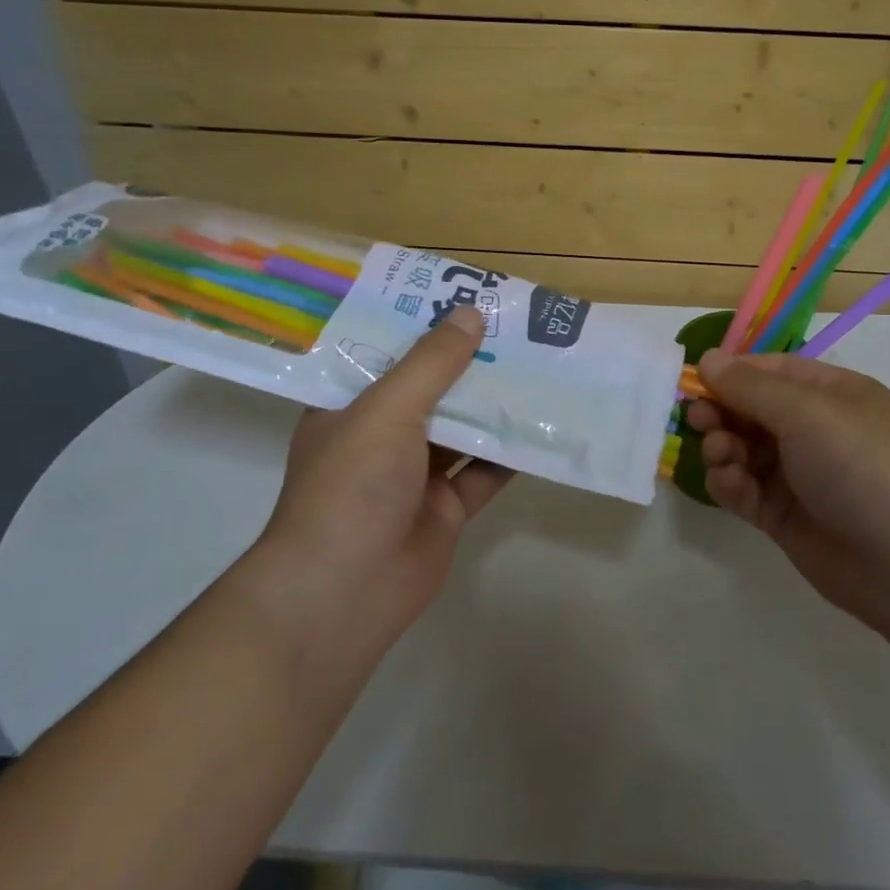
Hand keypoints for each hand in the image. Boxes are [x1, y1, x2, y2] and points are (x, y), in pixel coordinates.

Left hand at [251, 305, 512, 648]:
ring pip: (462, 428)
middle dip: (469, 362)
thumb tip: (471, 314)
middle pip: (431, 388)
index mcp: (349, 407)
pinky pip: (484, 470)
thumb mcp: (387, 410)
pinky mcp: (446, 507)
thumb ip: (431, 364)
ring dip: (494, 403)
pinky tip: (544, 424)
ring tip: (539, 364)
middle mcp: (381, 436)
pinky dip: (510, 452)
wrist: (345, 593)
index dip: (423, 325)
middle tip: (515, 327)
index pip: (387, 354)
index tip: (462, 296)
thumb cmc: (351, 486)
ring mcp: (415, 474)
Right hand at [687, 349, 889, 639]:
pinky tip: (729, 484)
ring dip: (722, 448)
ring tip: (720, 457)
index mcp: (831, 394)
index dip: (731, 373)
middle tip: (698, 421)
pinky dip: (729, 484)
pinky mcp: (784, 516)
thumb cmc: (863, 466)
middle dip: (721, 412)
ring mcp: (799, 475)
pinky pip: (744, 489)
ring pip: (742, 450)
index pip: (770, 371)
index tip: (693, 382)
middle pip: (751, 410)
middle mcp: (814, 430)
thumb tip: (708, 358)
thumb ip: (751, 387)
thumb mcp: (808, 412)